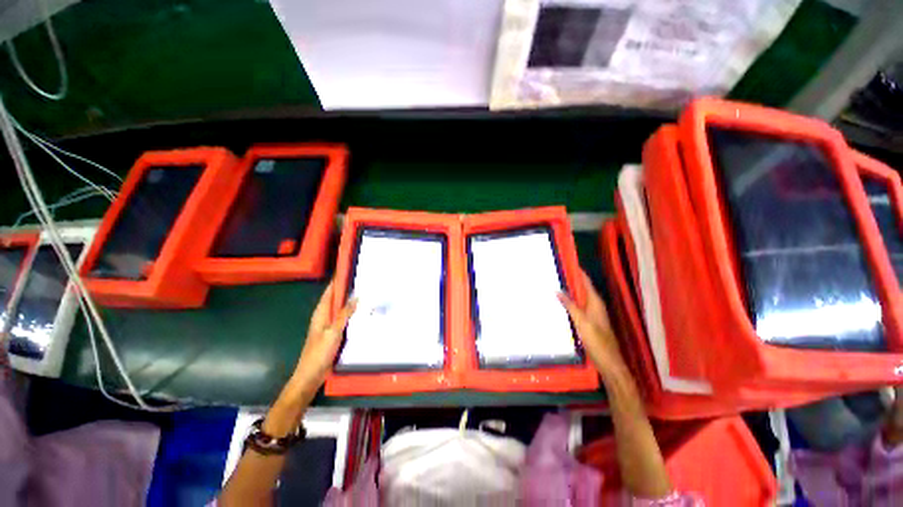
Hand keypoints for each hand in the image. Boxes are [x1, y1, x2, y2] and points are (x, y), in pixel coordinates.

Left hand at [292, 281, 356, 389]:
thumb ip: (344, 314)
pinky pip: (343, 319)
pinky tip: (361, 314)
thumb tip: (356, 296)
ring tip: (365, 293)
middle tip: (363, 281)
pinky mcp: (333, 334)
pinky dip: (351, 313)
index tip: (348, 270)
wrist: (310, 376)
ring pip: (340, 309)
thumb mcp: (333, 332)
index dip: (337, 281)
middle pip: (335, 299)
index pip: (329, 292)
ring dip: (350, 301)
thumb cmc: (319, 353)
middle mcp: (324, 317)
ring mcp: (328, 326)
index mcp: (321, 313)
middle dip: (346, 289)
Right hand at [558, 269, 626, 377]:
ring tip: (555, 285)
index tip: (567, 262)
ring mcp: (593, 314)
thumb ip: (570, 305)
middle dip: (571, 280)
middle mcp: (595, 306)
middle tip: (556, 273)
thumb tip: (557, 290)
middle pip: (583, 289)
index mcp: (596, 302)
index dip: (578, 272)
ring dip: (570, 292)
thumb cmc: (596, 340)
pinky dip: (570, 303)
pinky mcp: (590, 322)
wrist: (608, 361)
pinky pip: (578, 307)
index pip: (586, 282)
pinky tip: (561, 304)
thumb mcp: (581, 321)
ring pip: (580, 298)